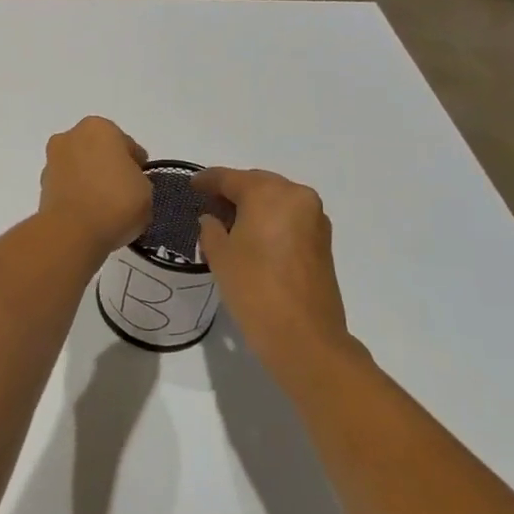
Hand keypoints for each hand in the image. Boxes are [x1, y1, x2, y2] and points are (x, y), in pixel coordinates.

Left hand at [38, 117, 151, 257]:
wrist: (72, 232)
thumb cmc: (116, 201)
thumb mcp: (145, 189)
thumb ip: (137, 179)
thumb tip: (125, 184)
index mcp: (98, 127)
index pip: (125, 144)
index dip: (136, 164)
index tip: (140, 182)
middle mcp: (70, 137)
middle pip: (97, 152)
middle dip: (108, 168)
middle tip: (123, 193)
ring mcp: (52, 161)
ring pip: (79, 168)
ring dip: (90, 181)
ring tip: (106, 208)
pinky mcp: (41, 186)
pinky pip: (68, 187)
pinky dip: (77, 196)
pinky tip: (90, 214)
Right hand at [194, 167, 359, 371]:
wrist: (303, 335)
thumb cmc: (254, 288)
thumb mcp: (220, 255)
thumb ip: (211, 228)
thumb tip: (212, 219)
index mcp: (269, 193)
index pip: (230, 178)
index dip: (207, 180)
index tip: (191, 185)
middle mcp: (297, 196)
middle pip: (258, 184)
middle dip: (233, 191)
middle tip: (208, 203)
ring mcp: (315, 218)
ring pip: (276, 200)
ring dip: (254, 206)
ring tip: (228, 221)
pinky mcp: (322, 241)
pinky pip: (289, 218)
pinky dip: (270, 220)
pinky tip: (252, 236)